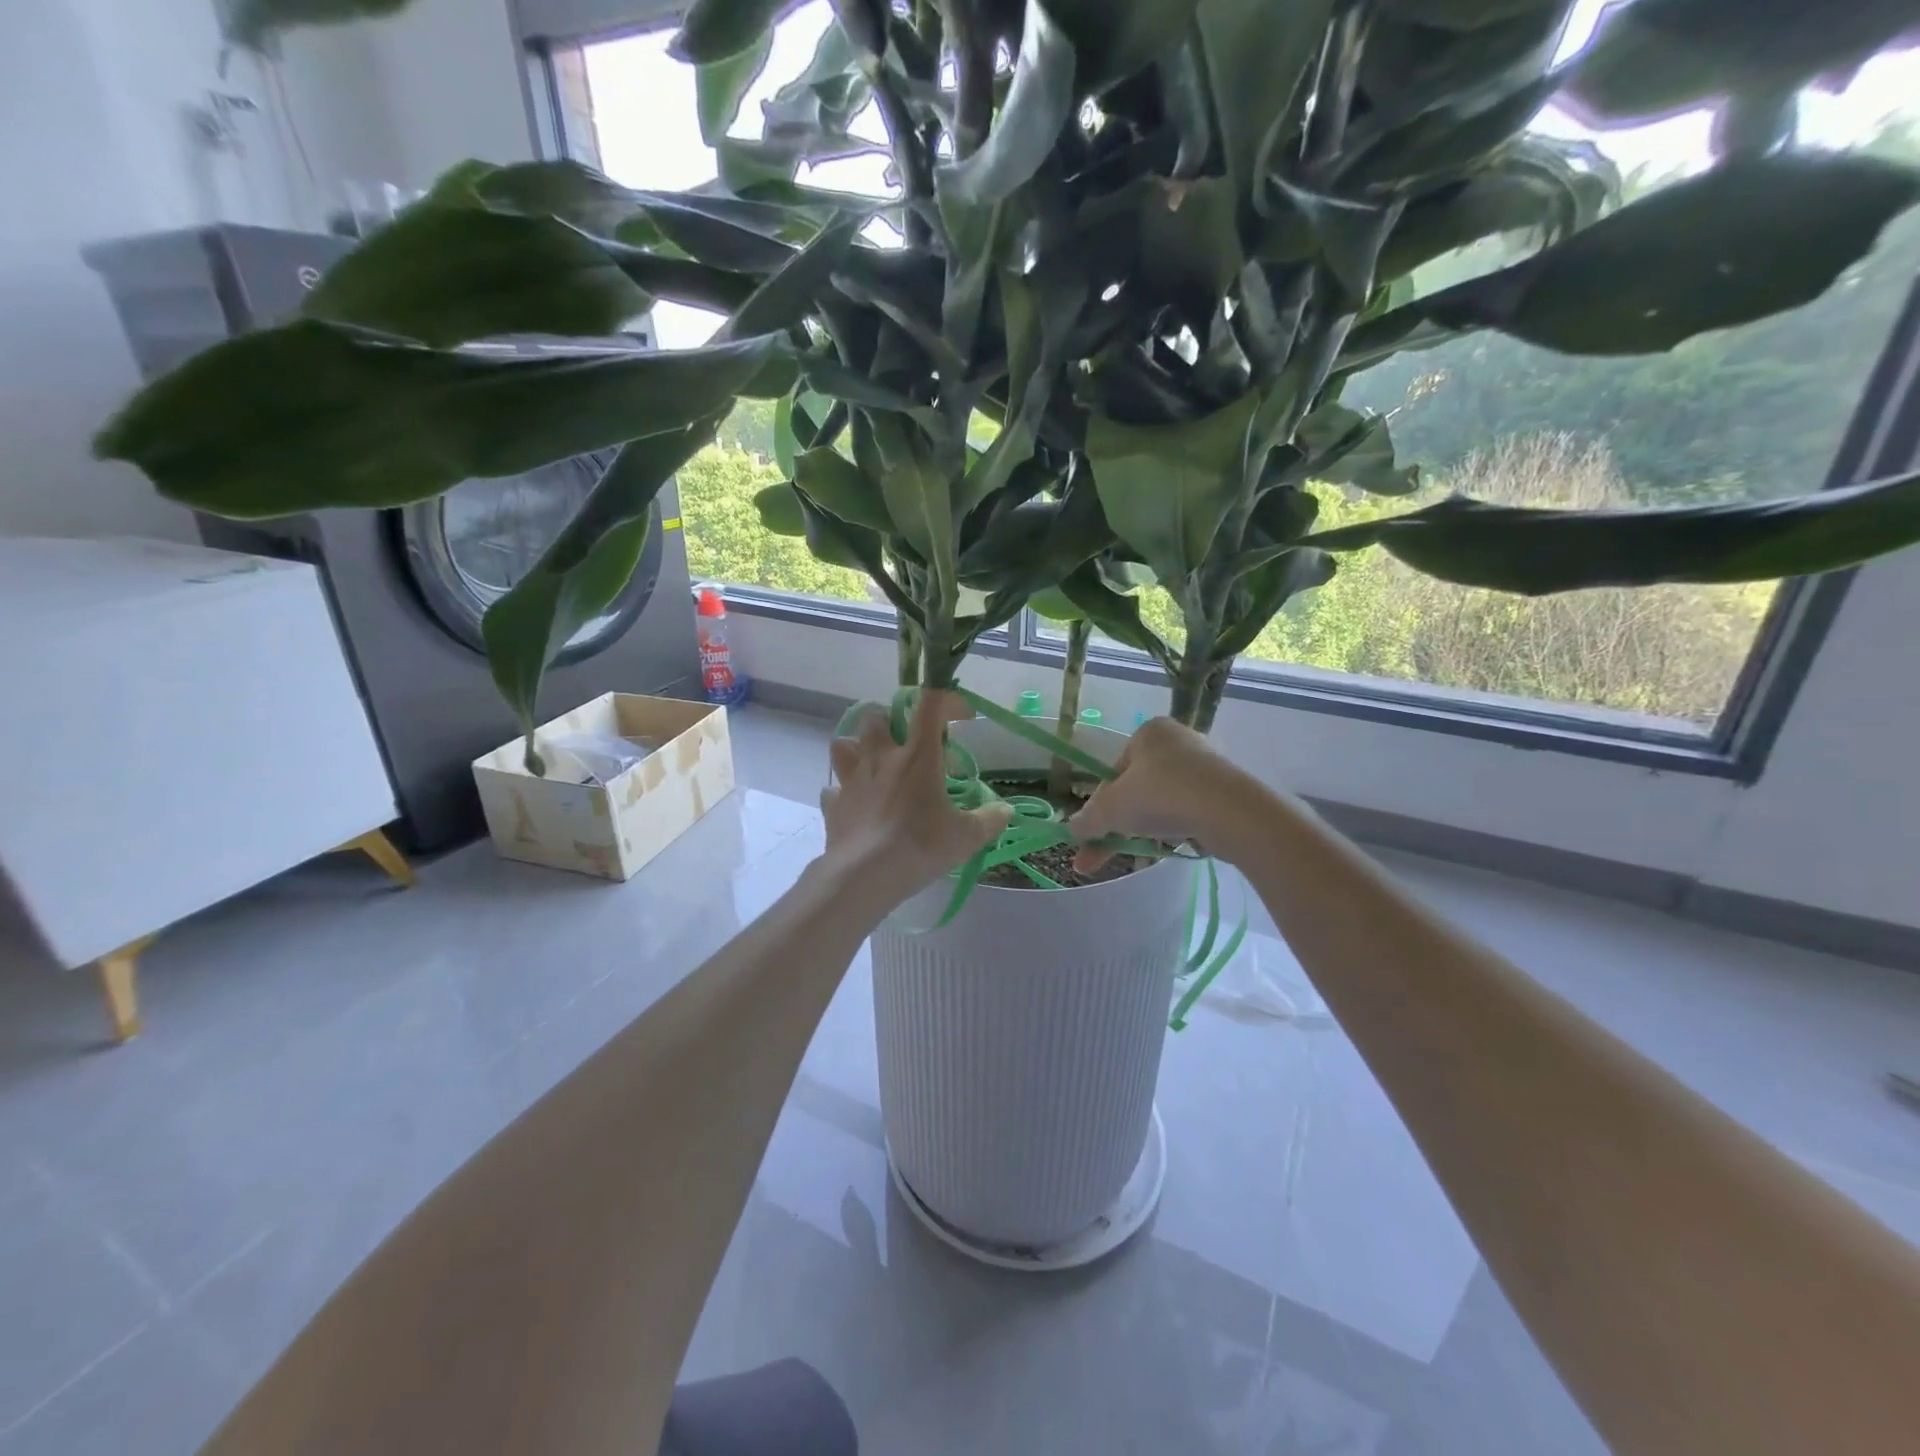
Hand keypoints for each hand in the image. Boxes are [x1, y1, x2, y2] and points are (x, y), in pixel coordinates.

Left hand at [818, 690, 1012, 911]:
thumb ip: (990, 820)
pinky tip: (856, 806)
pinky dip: (844, 793)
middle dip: (890, 722)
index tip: (962, 716)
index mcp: (917, 756)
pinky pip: (834, 789)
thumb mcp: (966, 837)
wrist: (864, 875)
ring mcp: (852, 780)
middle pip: (876, 717)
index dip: (948, 699)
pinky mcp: (833, 804)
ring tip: (873, 766)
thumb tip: (1006, 811)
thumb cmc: (920, 846)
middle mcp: (881, 758)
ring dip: (857, 748)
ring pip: (843, 744)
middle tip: (907, 743)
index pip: (931, 705)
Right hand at [1069, 717, 1268, 871]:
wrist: (1229, 812)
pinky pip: (1189, 810)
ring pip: (1163, 801)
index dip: (1100, 805)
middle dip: (1119, 823)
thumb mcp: (1111, 809)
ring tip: (1140, 853)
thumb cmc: (1161, 796)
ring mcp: (1206, 765)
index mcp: (1148, 732)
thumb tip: (1072, 828)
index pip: (1113, 771)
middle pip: (1137, 787)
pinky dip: (1176, 827)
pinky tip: (1173, 845)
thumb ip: (1088, 820)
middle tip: (1103, 854)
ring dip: (1146, 827)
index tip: (1094, 833)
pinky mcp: (1226, 790)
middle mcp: (1178, 740)